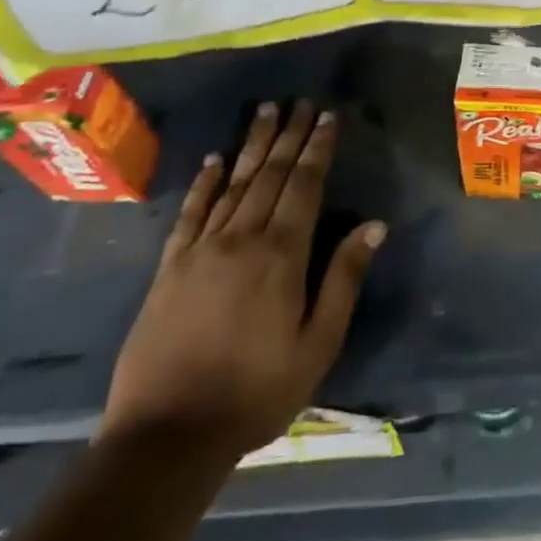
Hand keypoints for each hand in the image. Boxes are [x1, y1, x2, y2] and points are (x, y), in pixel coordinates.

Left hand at [101, 100, 385, 458]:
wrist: (166, 437)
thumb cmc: (256, 392)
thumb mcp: (317, 344)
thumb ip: (344, 278)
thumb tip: (375, 224)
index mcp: (282, 255)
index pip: (305, 186)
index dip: (319, 148)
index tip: (328, 116)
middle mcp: (241, 239)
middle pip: (270, 175)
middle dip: (290, 136)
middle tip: (301, 102)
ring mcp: (201, 251)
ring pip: (233, 184)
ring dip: (253, 146)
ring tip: (266, 112)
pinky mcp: (170, 268)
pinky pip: (190, 214)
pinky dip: (203, 183)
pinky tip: (212, 160)